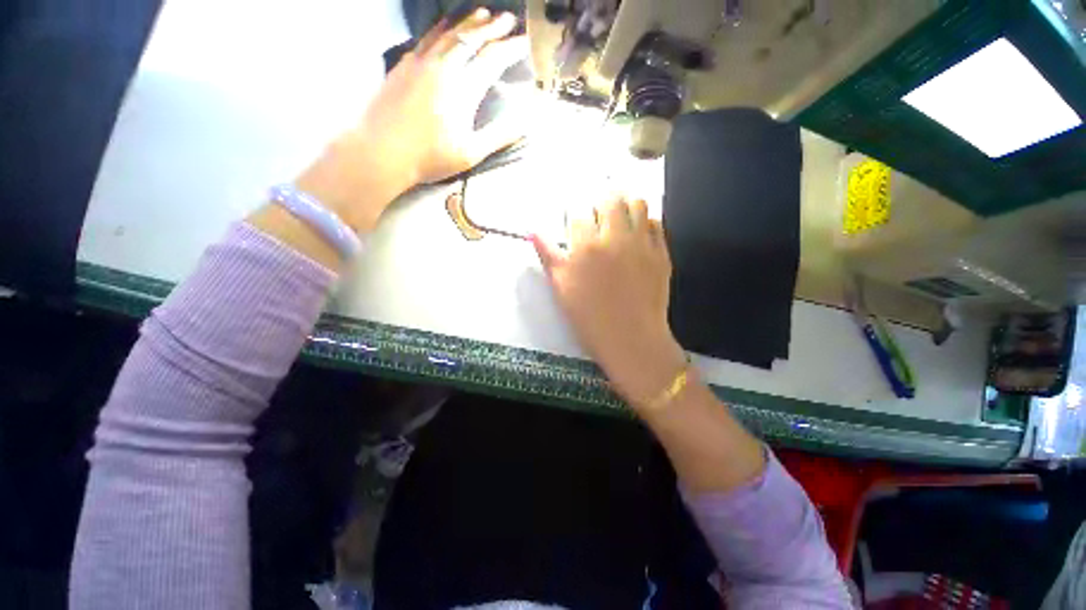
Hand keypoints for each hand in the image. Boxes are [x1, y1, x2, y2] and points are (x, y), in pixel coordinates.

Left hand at [296, 9, 525, 233]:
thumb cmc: (430, 158)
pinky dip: (442, 28)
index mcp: (463, 88)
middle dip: (494, 27)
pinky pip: (427, 37)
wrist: (382, 151)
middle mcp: (444, 66)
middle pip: (472, 38)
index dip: (512, 48)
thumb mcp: (471, 154)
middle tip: (509, 19)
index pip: (493, 58)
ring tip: (483, 14)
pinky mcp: (404, 64)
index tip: (526, 41)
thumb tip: (526, 122)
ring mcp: (421, 61)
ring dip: (469, 21)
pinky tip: (445, 27)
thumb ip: (499, 136)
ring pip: (449, 32)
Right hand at [533, 196, 687, 409]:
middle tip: (597, 209)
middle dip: (600, 199)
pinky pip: (656, 224)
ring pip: (637, 204)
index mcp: (586, 247)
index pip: (578, 213)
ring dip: (625, 204)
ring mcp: (641, 244)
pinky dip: (645, 221)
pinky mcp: (661, 254)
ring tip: (619, 215)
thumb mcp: (561, 288)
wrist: (631, 339)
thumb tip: (533, 232)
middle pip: (609, 199)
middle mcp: (614, 238)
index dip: (575, 210)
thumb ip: (548, 256)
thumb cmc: (589, 318)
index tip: (575, 214)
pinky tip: (638, 232)